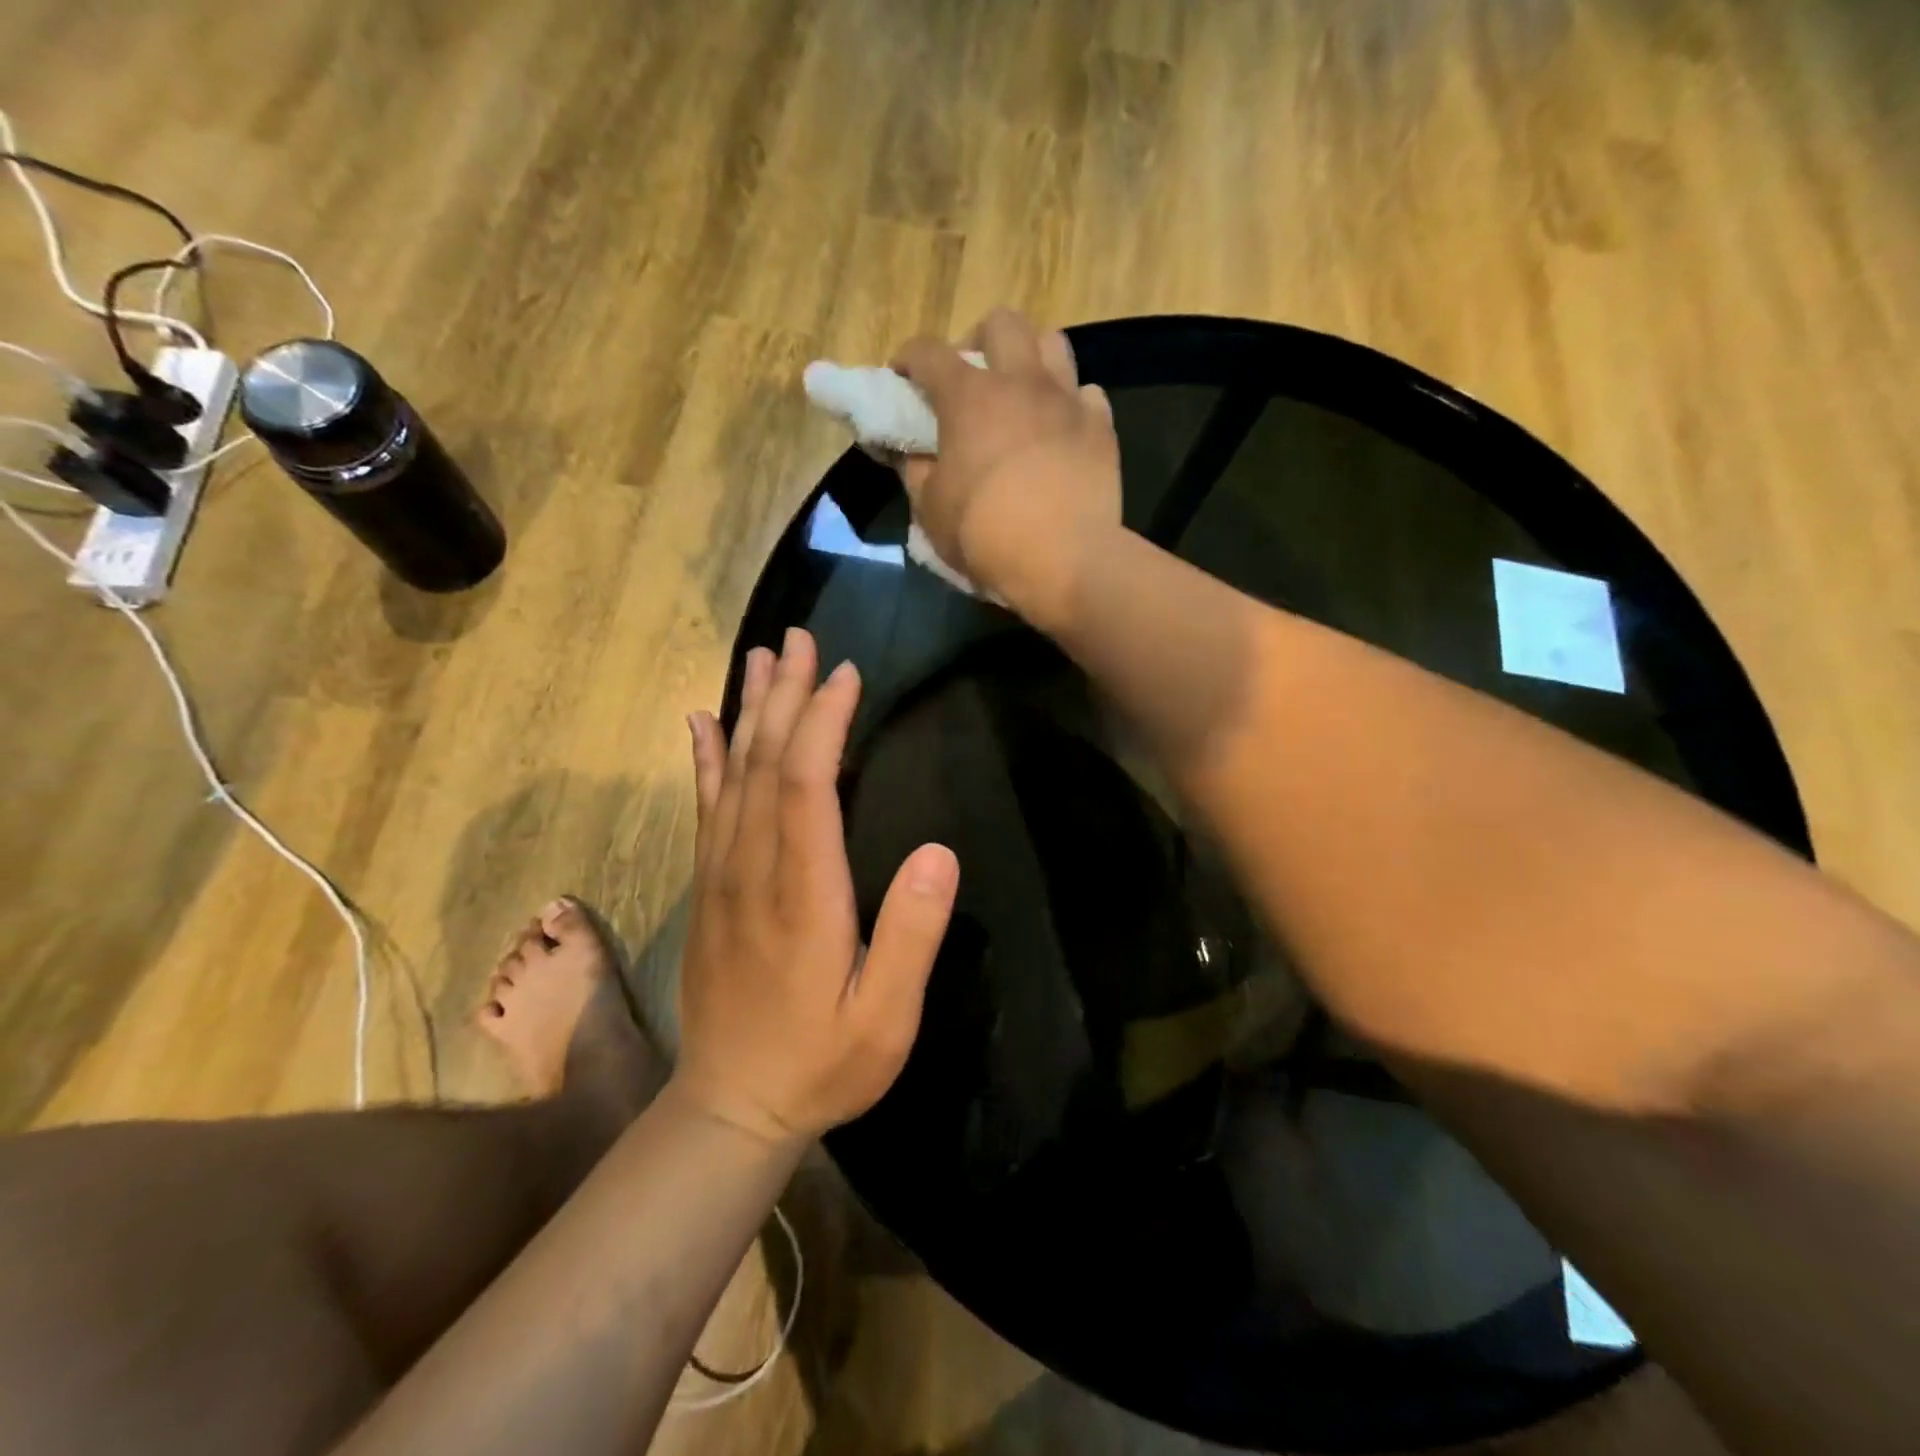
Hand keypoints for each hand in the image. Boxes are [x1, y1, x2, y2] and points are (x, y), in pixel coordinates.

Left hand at [677, 629, 959, 1145]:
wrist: (732, 1105)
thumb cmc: (822, 1061)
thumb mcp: (886, 1019)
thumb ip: (911, 936)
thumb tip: (938, 852)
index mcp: (802, 894)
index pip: (807, 785)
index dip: (823, 723)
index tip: (846, 674)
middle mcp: (752, 870)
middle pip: (764, 763)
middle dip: (785, 694)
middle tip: (800, 638)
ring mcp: (720, 875)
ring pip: (731, 774)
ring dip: (747, 710)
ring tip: (760, 657)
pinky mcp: (707, 886)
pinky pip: (704, 806)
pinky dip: (705, 757)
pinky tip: (703, 721)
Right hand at [892, 308, 1120, 617]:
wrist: (1065, 561)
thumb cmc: (986, 536)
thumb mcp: (932, 511)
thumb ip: (917, 472)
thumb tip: (913, 454)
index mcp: (969, 397)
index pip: (927, 352)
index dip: (907, 359)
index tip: (901, 377)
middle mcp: (1020, 382)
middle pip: (1001, 322)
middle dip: (978, 339)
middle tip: (971, 378)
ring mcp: (1066, 400)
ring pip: (1052, 343)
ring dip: (1030, 358)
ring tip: (1021, 393)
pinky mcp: (1101, 427)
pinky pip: (1086, 394)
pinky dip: (1070, 404)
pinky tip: (1061, 429)